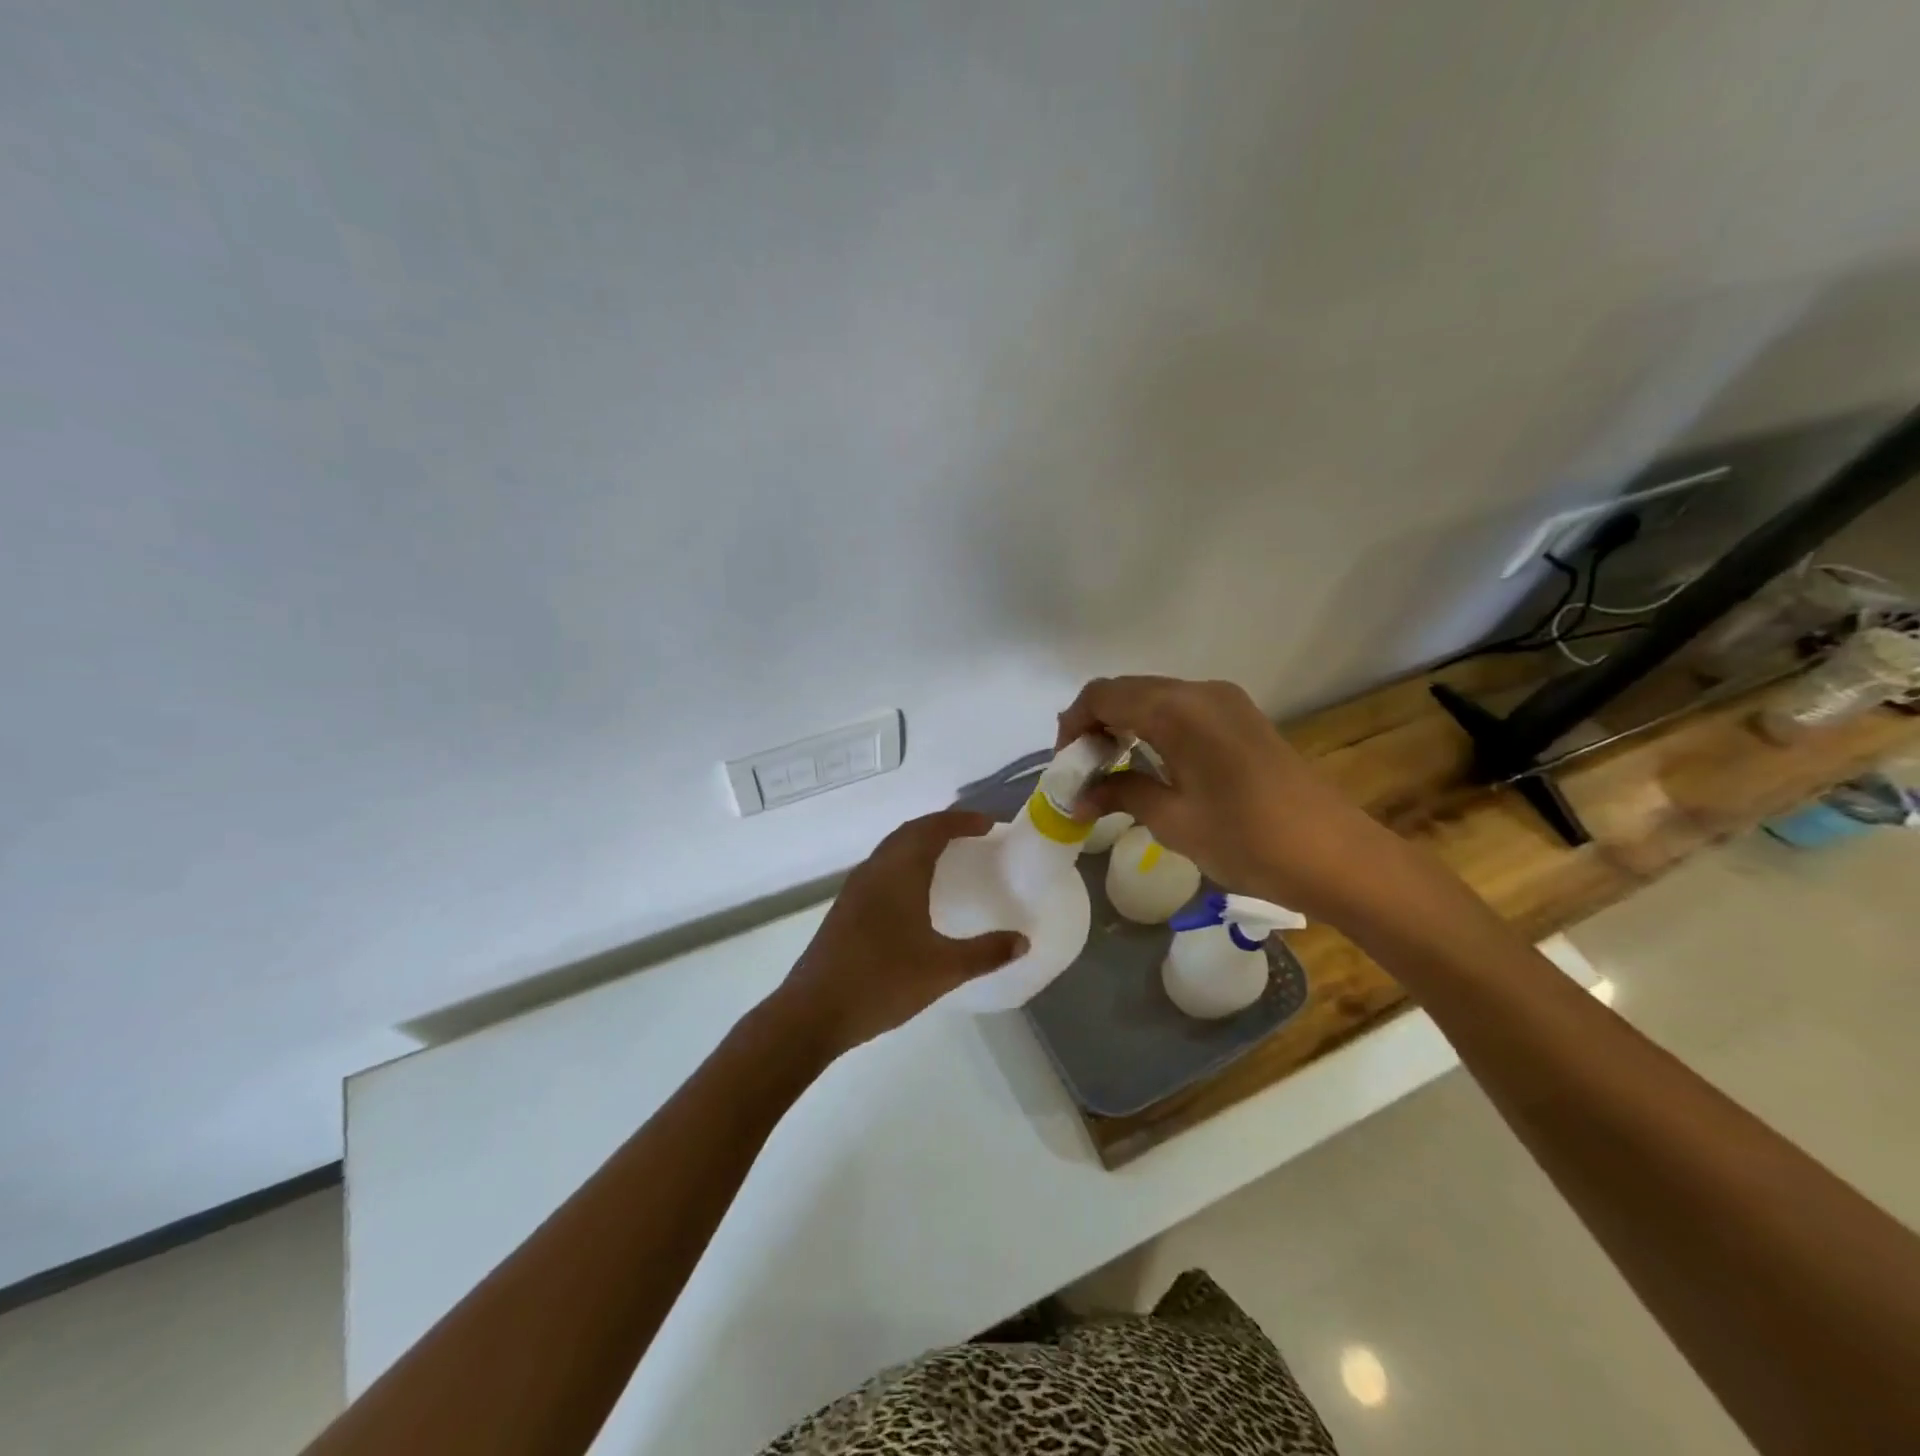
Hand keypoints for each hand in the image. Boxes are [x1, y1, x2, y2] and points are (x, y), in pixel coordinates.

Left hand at [776, 811, 1026, 1056]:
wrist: (813, 1012)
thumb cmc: (882, 982)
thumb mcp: (943, 969)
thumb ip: (986, 953)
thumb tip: (1023, 940)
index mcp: (899, 872)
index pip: (932, 829)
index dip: (961, 821)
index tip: (989, 824)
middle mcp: (875, 870)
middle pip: (910, 832)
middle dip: (941, 826)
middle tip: (973, 835)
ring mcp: (855, 889)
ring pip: (891, 849)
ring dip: (920, 843)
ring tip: (948, 857)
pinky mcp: (845, 908)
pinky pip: (881, 869)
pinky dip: (904, 863)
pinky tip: (914, 893)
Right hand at [1057, 675, 1401, 922]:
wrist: (1334, 854)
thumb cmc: (1246, 839)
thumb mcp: (1172, 820)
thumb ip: (1121, 793)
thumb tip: (1078, 798)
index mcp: (1176, 709)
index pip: (1103, 695)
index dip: (1074, 724)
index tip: (1066, 765)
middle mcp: (1199, 691)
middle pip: (1127, 690)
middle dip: (1096, 723)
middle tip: (1083, 770)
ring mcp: (1225, 701)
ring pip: (1154, 697)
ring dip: (1124, 724)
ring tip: (1111, 769)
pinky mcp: (1241, 717)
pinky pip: (1181, 708)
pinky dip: (1154, 727)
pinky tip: (1150, 763)